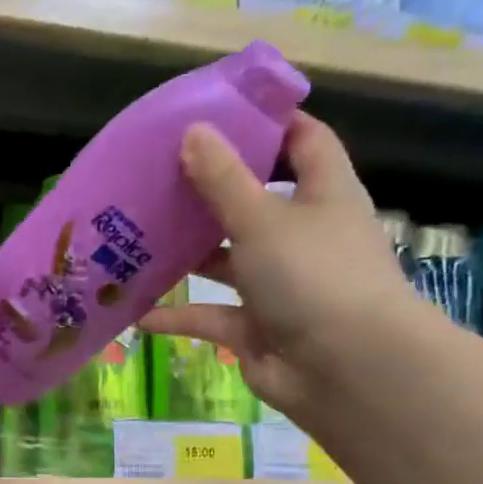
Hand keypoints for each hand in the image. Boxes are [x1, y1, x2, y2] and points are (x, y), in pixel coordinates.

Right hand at [138, 111, 421, 419]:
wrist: (346, 369)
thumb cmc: (313, 276)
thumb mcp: (262, 218)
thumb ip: (222, 179)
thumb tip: (193, 131)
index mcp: (322, 195)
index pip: (303, 142)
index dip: (269, 125)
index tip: (219, 114)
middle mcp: (302, 236)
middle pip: (254, 202)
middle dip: (209, 192)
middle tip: (157, 177)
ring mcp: (279, 285)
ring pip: (226, 261)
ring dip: (187, 255)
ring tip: (137, 238)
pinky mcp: (256, 328)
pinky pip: (210, 316)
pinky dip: (177, 316)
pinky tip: (136, 313)